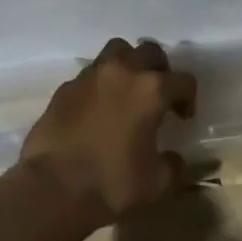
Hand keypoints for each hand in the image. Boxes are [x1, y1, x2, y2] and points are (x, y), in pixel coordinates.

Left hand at [19, 39, 195, 229]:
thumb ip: (173, 166)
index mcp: (150, 90)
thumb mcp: (157, 184)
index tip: (183, 117)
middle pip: (149, 52)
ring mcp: (89, 76)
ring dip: (128, 64)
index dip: (189, 98)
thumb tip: (174, 158)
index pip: (183, 81)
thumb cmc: (111, 184)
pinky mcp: (65, 88)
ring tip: (128, 91)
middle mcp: (121, 72)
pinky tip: (98, 109)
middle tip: (159, 95)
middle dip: (160, 69)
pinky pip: (90, 74)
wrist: (52, 189)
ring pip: (116, 51)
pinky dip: (100, 84)